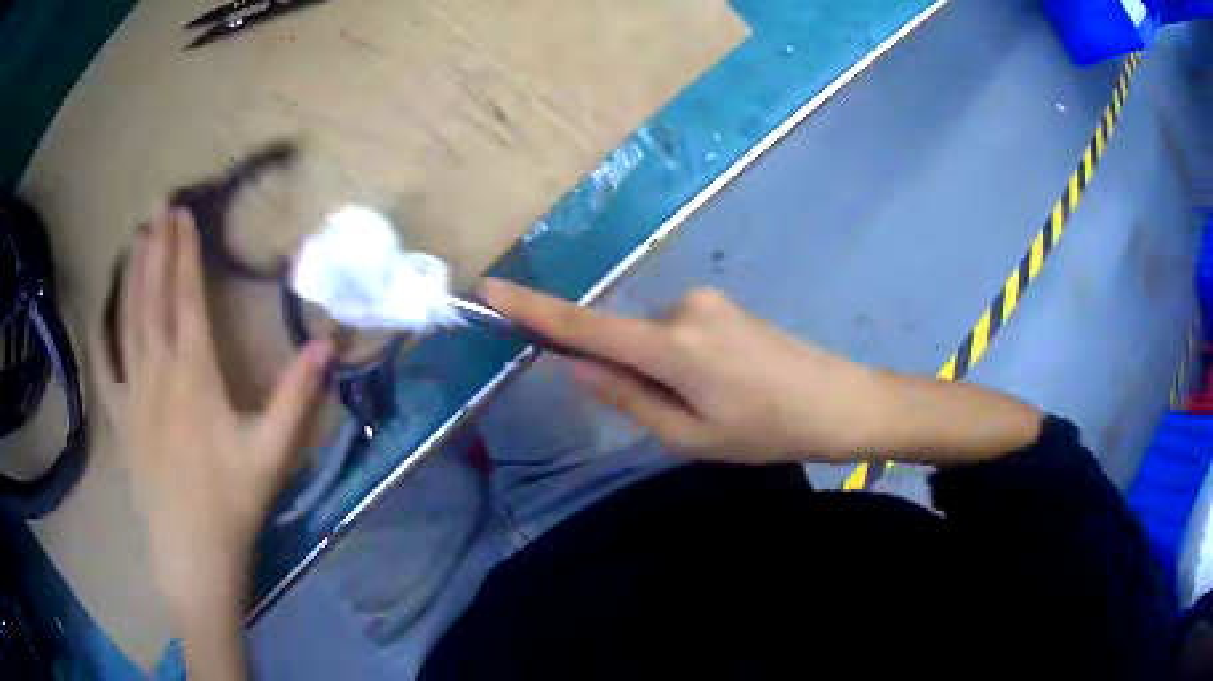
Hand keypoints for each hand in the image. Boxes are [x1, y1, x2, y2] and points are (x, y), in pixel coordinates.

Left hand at [120, 208, 332, 610]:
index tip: (183, 215)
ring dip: (132, 276)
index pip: (186, 299)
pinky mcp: (120, 419)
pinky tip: (102, 310)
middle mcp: (158, 373)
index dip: (184, 254)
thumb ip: (296, 398)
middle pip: (153, 299)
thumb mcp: (272, 454)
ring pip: (128, 321)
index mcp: (194, 376)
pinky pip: (106, 365)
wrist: (191, 554)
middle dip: (156, 250)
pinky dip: (102, 331)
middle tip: (158, 210)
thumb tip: (326, 345)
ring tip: (136, 239)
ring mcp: (132, 394)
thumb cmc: (232, 504)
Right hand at [479, 280, 885, 463]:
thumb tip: (574, 366)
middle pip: (623, 339)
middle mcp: (681, 307)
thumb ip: (627, 397)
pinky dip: (678, 360)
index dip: (532, 309)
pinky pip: (676, 331)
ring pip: (652, 339)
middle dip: (629, 375)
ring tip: (714, 404)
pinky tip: (723, 386)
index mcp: (672, 346)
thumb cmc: (767, 431)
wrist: (840, 401)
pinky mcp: (721, 303)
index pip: (584, 326)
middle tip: (681, 417)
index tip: (488, 290)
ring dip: (660, 371)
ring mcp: (705, 300)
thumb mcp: (691, 436)